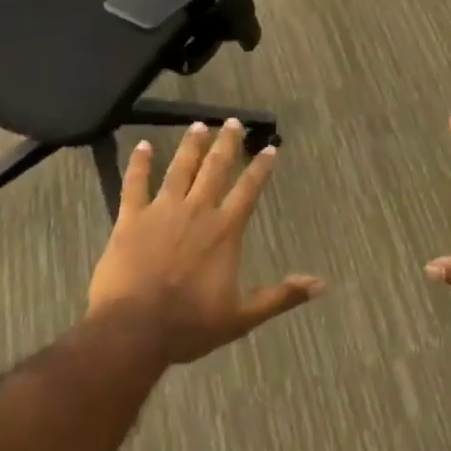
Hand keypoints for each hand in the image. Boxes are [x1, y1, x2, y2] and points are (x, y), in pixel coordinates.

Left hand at [88, 120, 321, 364]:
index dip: (261, 167)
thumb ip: (280, 297)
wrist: (134, 329)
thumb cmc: (189, 325)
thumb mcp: (241, 317)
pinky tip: (141, 145)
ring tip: (198, 124)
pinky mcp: (131, 218)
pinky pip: (135, 183)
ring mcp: (162, 211)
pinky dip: (139, 163)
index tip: (269, 148)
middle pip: (215, 168)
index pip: (248, 189)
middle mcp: (197, 211)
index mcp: (225, 231)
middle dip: (227, 143)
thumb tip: (320, 284)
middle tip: (232, 121)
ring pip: (180, 168)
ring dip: (191, 145)